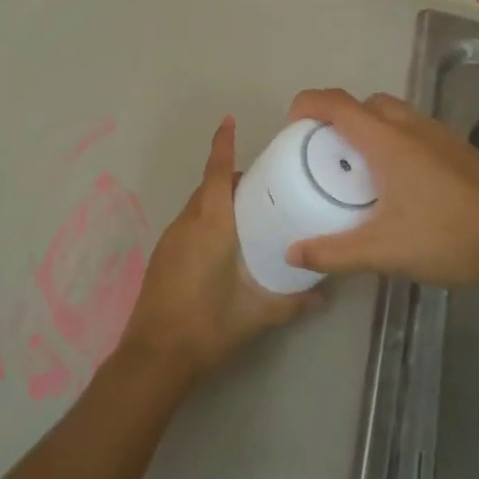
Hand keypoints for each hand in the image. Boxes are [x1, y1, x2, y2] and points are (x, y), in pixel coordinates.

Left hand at [118, 116, 318, 379]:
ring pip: (197, 206)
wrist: (154, 356)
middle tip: (267, 185)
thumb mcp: (256, 314)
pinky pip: (188, 224)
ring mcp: (170, 240)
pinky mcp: (162, 256)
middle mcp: (187, 224)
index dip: (223, 145)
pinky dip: (207, 220)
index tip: (229, 121)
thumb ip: (292, 301)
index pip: (218, 174)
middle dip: (233, 178)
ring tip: (251, 214)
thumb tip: (323, 294)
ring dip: (219, 201)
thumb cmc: (208, 326)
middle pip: (209, 187)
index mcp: (211, 226)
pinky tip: (225, 244)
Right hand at [283, 89, 478, 287]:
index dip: (307, 104)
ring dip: (371, 129)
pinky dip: (397, 142)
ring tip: (361, 170)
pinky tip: (402, 184)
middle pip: (366, 104)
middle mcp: (413, 127)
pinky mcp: (461, 151)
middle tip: (326, 153)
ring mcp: (442, 136)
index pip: (337, 104)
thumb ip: (333, 253)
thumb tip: (293, 253)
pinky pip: (417, 131)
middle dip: (340, 118)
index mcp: (388, 141)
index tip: (291, 125)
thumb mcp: (382, 252)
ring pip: (396, 114)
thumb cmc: (447, 238)